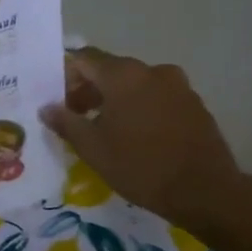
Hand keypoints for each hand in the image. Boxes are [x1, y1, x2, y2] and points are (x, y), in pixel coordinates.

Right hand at [39, 48, 243, 230]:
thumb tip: (47, 108)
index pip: (84, 59)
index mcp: (123, 75)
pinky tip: (135, 136)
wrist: (204, 190)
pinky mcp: (194, 104)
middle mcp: (152, 71)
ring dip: (115, 100)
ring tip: (104, 130)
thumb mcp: (93, 148)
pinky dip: (140, 108)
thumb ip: (66, 122)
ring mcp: (178, 86)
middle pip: (110, 70)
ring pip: (135, 85)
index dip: (65, 76)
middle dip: (89, 90)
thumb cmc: (140, 166)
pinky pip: (156, 97)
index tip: (56, 100)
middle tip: (75, 117)